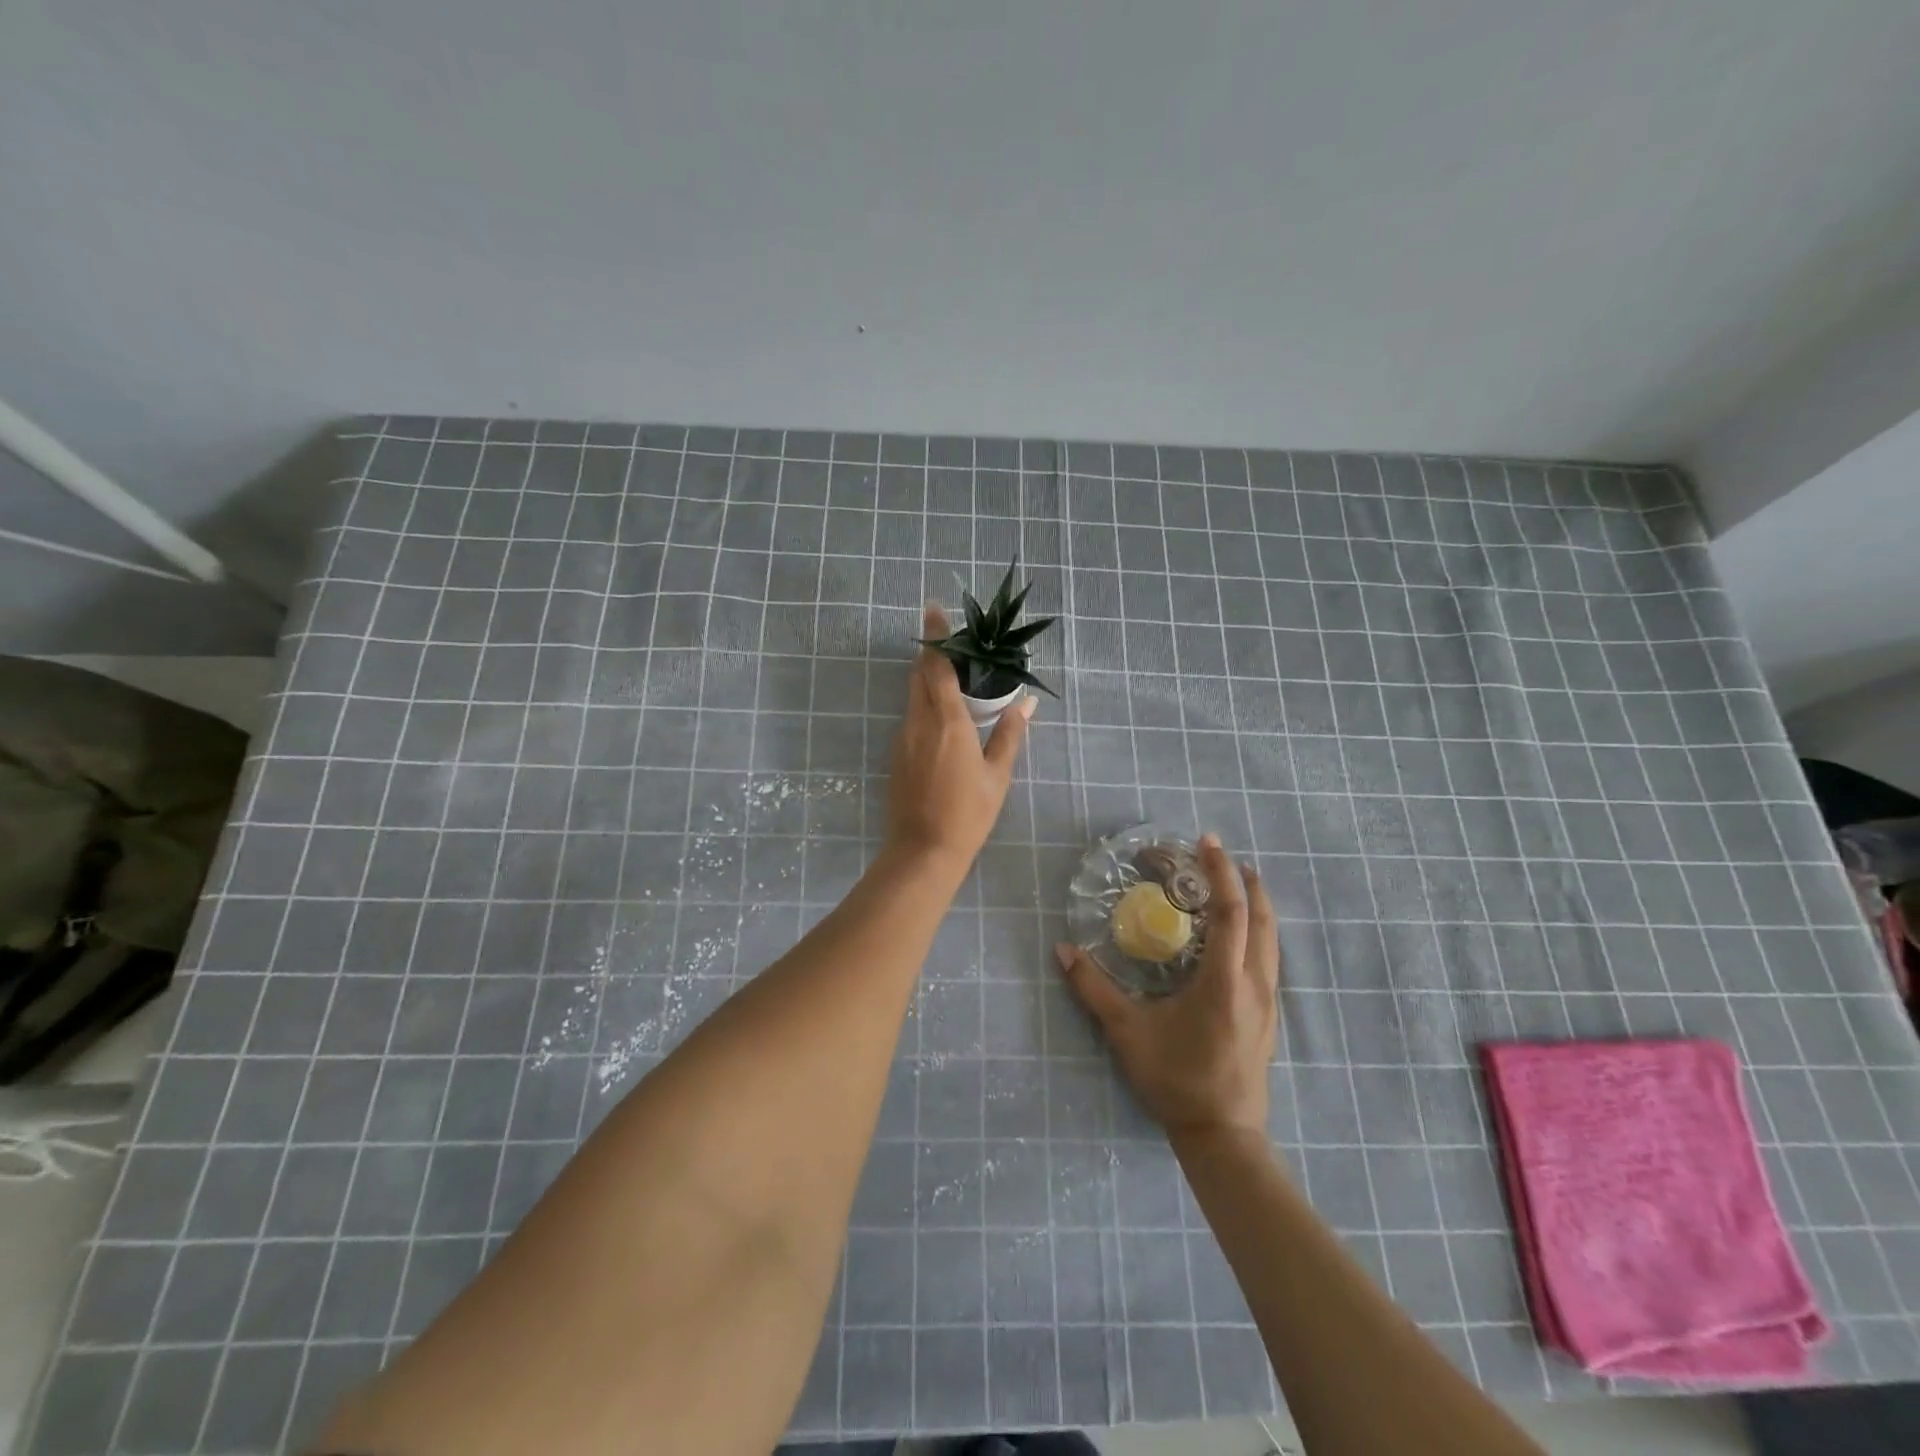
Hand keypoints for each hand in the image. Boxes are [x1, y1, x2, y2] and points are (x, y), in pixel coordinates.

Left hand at [884, 604, 1032, 873]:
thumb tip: (1026, 705)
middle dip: (932, 653)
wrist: (923, 851)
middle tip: (953, 642)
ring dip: (928, 678)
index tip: (934, 608)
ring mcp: (903, 738)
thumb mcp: (997, 776)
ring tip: (953, 675)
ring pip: (913, 695)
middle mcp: (919, 721)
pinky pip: (911, 716)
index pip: (937, 666)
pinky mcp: (896, 754)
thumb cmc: (968, 814)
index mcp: (947, 721)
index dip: (936, 635)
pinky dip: (925, 703)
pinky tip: (943, 716)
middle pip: (919, 675)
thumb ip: (1009, 735)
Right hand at [1056, 834, 1280, 1139]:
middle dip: (1246, 881)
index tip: (1208, 844)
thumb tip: (1062, 950)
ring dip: (1256, 904)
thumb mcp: (1128, 1033)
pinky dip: (1257, 930)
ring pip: (1271, 939)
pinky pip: (1268, 957)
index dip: (1220, 874)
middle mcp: (1254, 984)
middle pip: (1262, 919)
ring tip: (1234, 883)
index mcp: (1224, 983)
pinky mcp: (1268, 1015)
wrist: (1223, 1135)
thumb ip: (1093, 989)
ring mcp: (1267, 1001)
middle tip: (1222, 856)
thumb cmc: (1175, 1079)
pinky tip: (1237, 933)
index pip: (1230, 914)